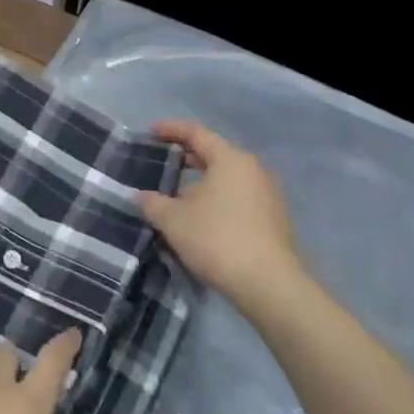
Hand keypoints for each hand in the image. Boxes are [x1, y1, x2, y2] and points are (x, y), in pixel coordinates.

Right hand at [138, 119, 305, 311]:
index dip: (170, 129)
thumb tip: (142, 196)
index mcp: (230, 159)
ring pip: (226, 177)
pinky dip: (216, 198)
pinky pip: (237, 196)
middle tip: (160, 163)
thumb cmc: (217, 239)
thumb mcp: (173, 220)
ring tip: (176, 194)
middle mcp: (252, 169)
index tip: (149, 131)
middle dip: (185, 157)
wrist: (268, 284)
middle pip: (213, 153)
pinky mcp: (272, 217)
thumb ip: (152, 202)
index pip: (196, 132)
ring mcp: (266, 193)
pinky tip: (200, 217)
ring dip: (200, 181)